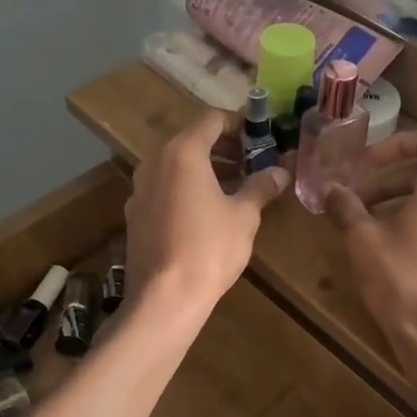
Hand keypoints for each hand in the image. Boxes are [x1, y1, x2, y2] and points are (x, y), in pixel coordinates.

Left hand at [125, 109, 290, 313]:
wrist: (164, 299)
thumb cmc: (209, 248)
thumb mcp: (244, 215)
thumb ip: (261, 186)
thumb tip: (281, 171)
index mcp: (182, 152)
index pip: (211, 118)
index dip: (238, 123)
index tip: (261, 136)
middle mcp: (155, 161)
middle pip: (191, 139)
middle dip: (224, 146)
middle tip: (253, 161)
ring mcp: (140, 188)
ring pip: (176, 164)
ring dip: (206, 167)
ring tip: (236, 185)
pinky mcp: (135, 214)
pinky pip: (165, 187)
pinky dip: (187, 187)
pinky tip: (208, 210)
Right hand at [324, 130, 416, 387]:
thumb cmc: (402, 285)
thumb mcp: (362, 243)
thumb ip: (345, 207)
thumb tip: (331, 188)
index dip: (396, 143)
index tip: (366, 165)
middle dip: (389, 184)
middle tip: (357, 205)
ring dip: (405, 211)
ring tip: (374, 237)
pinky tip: (403, 266)